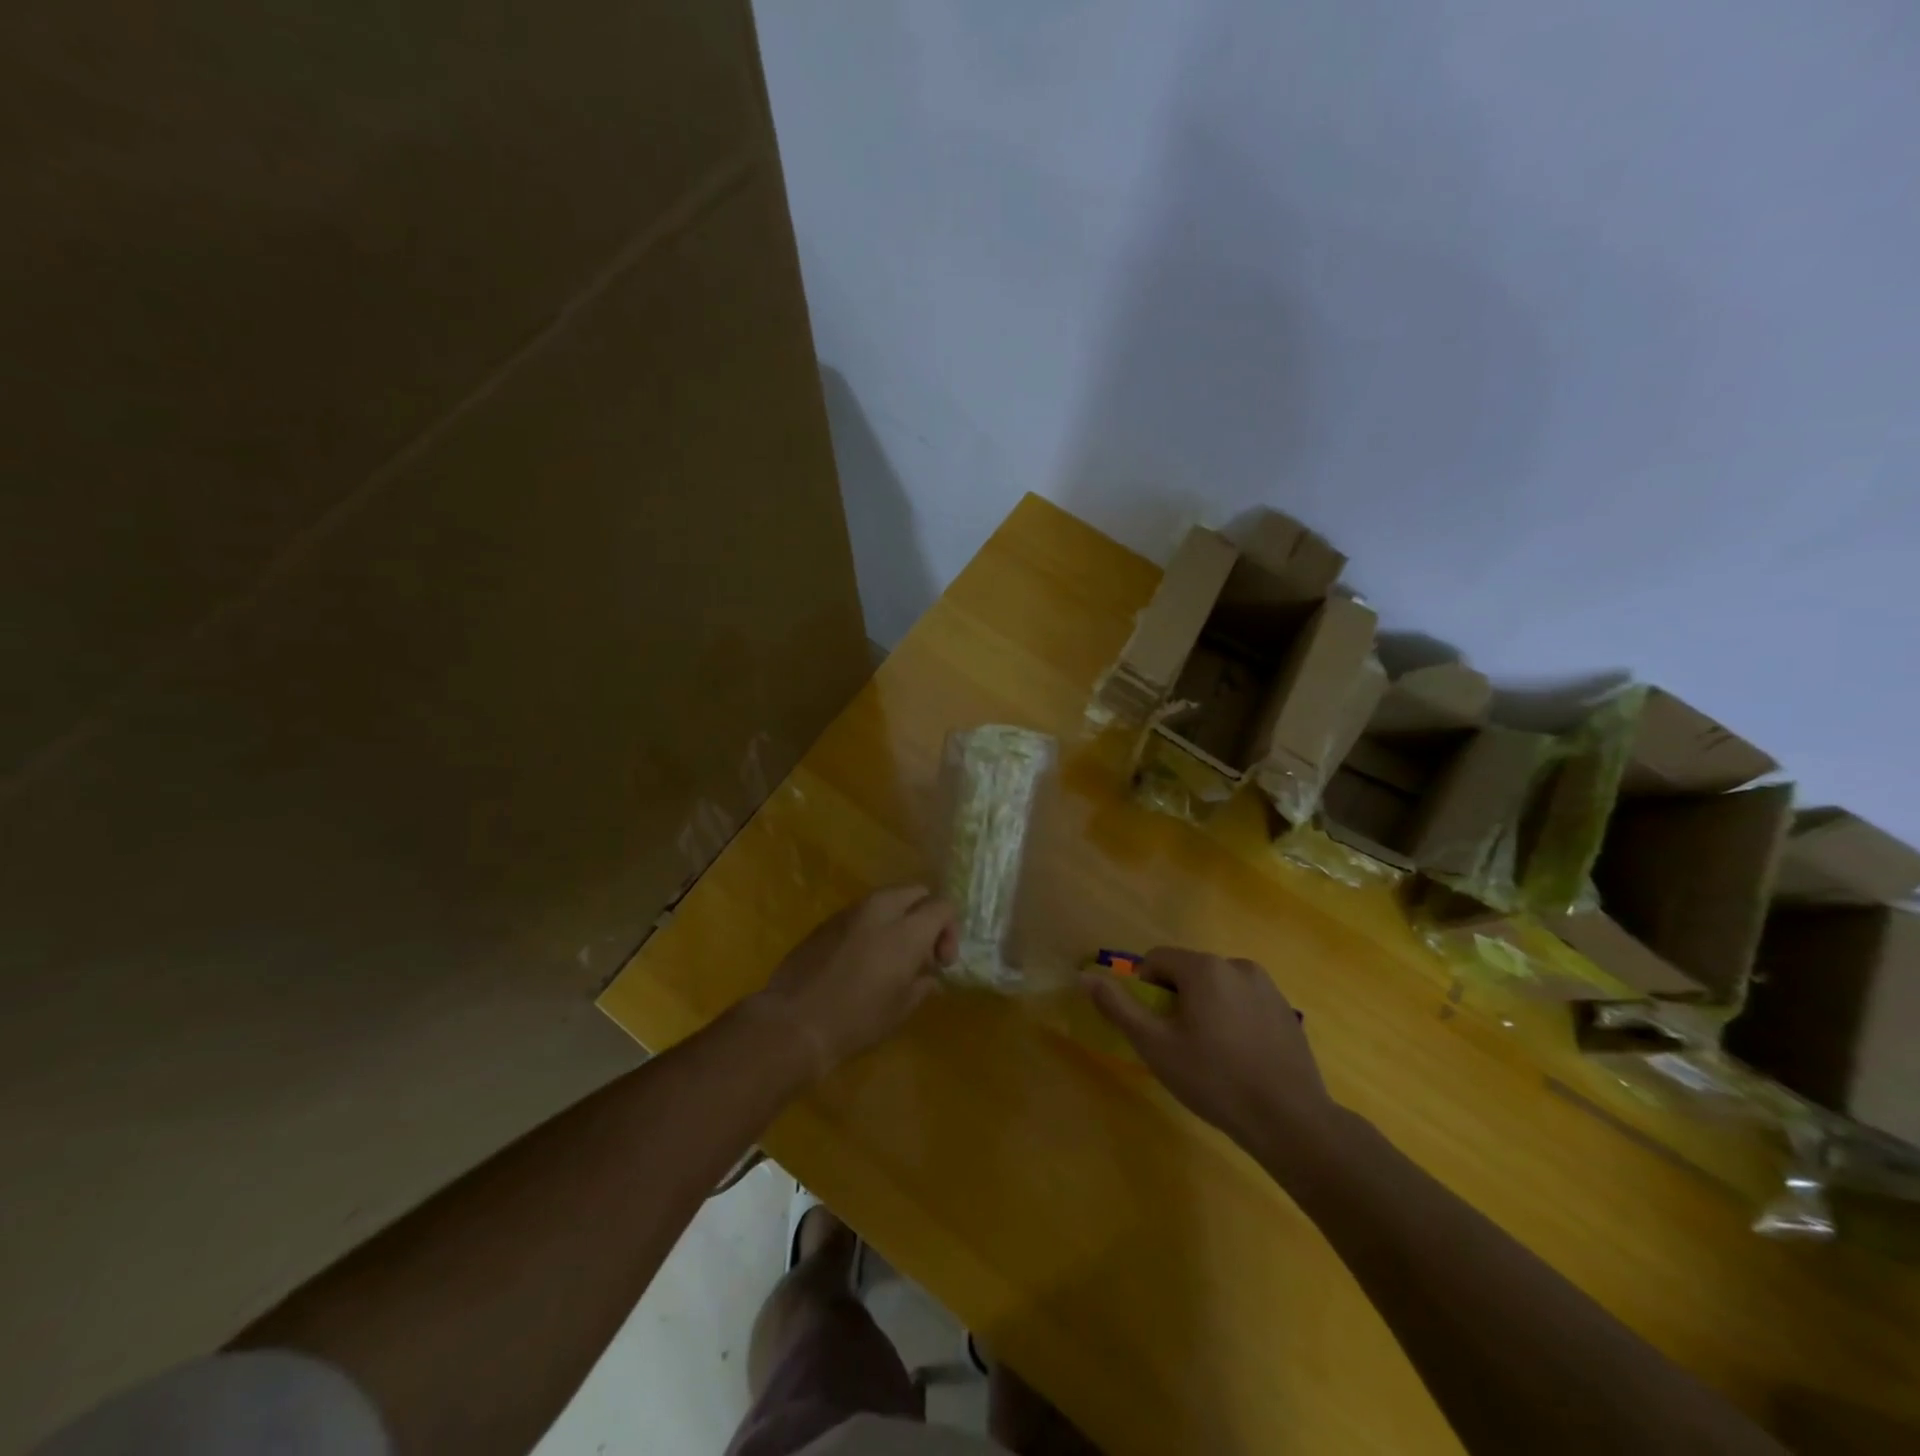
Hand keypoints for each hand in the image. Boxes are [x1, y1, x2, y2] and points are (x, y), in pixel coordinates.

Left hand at [752, 886, 957, 1078]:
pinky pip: (861, 912)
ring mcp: (849, 912)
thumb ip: (922, 984)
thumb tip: (928, 974)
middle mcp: (880, 910)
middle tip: (921, 950)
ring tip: (891, 954)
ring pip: (886, 898)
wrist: (792, 1023)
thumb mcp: (900, 1010)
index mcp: (906, 931)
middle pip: (915, 891)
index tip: (941, 962)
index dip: (950, 931)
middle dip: (925, 914)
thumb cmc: (855, 1021)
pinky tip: (862, 957)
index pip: (943, 906)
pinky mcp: (827, 921)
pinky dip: (872, 925)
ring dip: (898, 917)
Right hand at [1086, 948, 1338, 1157]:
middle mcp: (1237, 964)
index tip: (1154, 1027)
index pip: (1156, 960)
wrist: (1291, 1121)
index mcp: (1204, 968)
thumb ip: (1119, 1007)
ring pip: (1217, 987)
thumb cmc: (1215, 1079)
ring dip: (1205, 1008)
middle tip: (1180, 1044)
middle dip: (1176, 1000)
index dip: (1146, 990)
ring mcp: (1267, 986)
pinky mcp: (1286, 1010)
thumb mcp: (1155, 1046)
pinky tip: (1241, 1058)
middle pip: (1188, 971)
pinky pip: (1244, 1002)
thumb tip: (1085, 976)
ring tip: (1212, 1054)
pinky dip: (1233, 1018)